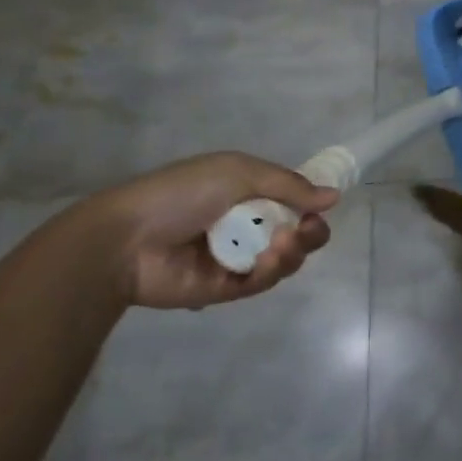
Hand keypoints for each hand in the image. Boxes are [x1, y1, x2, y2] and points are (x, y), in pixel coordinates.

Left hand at [83, 152, 337, 309]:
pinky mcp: (226, 288)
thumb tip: (333, 197)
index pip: (293, 202)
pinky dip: (270, 271)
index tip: (322, 207)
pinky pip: (261, 282)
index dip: (311, 206)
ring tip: (281, 245)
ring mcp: (236, 257)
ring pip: (283, 260)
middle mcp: (246, 225)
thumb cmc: (183, 193)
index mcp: (247, 192)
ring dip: (292, 252)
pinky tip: (267, 260)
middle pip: (295, 234)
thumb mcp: (238, 172)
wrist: (128, 238)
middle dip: (310, 234)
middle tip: (308, 230)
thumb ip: (288, 185)